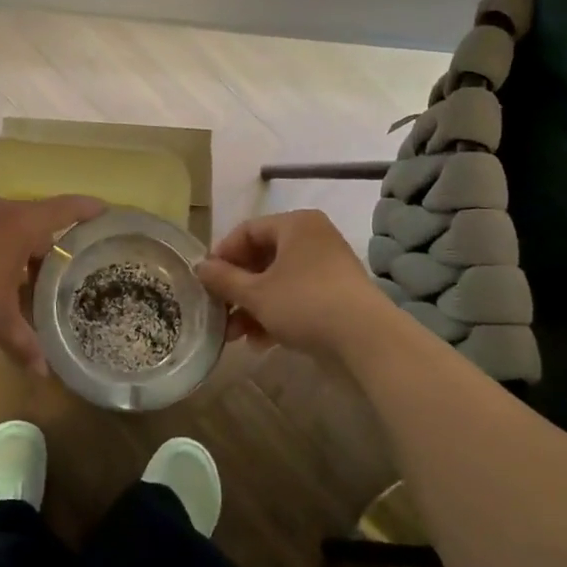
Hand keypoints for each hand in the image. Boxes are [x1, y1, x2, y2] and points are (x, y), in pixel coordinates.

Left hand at [0, 194, 106, 373]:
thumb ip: (24, 343)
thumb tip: (43, 373)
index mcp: (17, 224)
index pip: (63, 209)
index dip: (87, 209)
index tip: (106, 210)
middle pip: (32, 221)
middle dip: (45, 248)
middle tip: (57, 276)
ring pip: (3, 227)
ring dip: (15, 251)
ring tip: (21, 285)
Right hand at [193, 209, 389, 356]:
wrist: (367, 339)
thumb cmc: (305, 303)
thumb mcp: (256, 293)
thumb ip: (224, 279)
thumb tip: (200, 267)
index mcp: (295, 224)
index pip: (246, 231)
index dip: (222, 255)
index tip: (206, 282)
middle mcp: (313, 237)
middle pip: (262, 258)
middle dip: (237, 290)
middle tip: (219, 313)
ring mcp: (328, 266)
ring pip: (278, 281)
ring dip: (253, 307)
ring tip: (235, 336)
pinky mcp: (337, 293)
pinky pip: (297, 296)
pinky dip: (276, 314)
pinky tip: (261, 342)